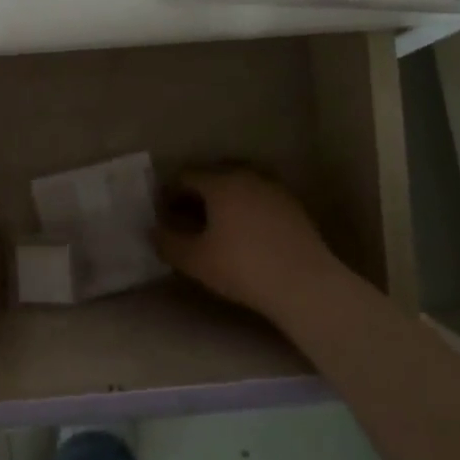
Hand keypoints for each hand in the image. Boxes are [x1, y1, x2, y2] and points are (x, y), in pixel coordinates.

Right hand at [154, 168, 333, 323]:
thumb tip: (153, 231)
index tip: (162, 214)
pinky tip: (245, 232)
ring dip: (223, 198)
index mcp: (219, 182)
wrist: (305, 284)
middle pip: (213, 175)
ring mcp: (274, 188)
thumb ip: (167, 242)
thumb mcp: (195, 260)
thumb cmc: (243, 267)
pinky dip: (246, 207)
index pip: (185, 176)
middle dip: (196, 193)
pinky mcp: (293, 206)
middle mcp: (246, 175)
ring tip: (216, 225)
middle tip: (186, 217)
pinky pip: (259, 197)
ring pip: (239, 184)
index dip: (169, 193)